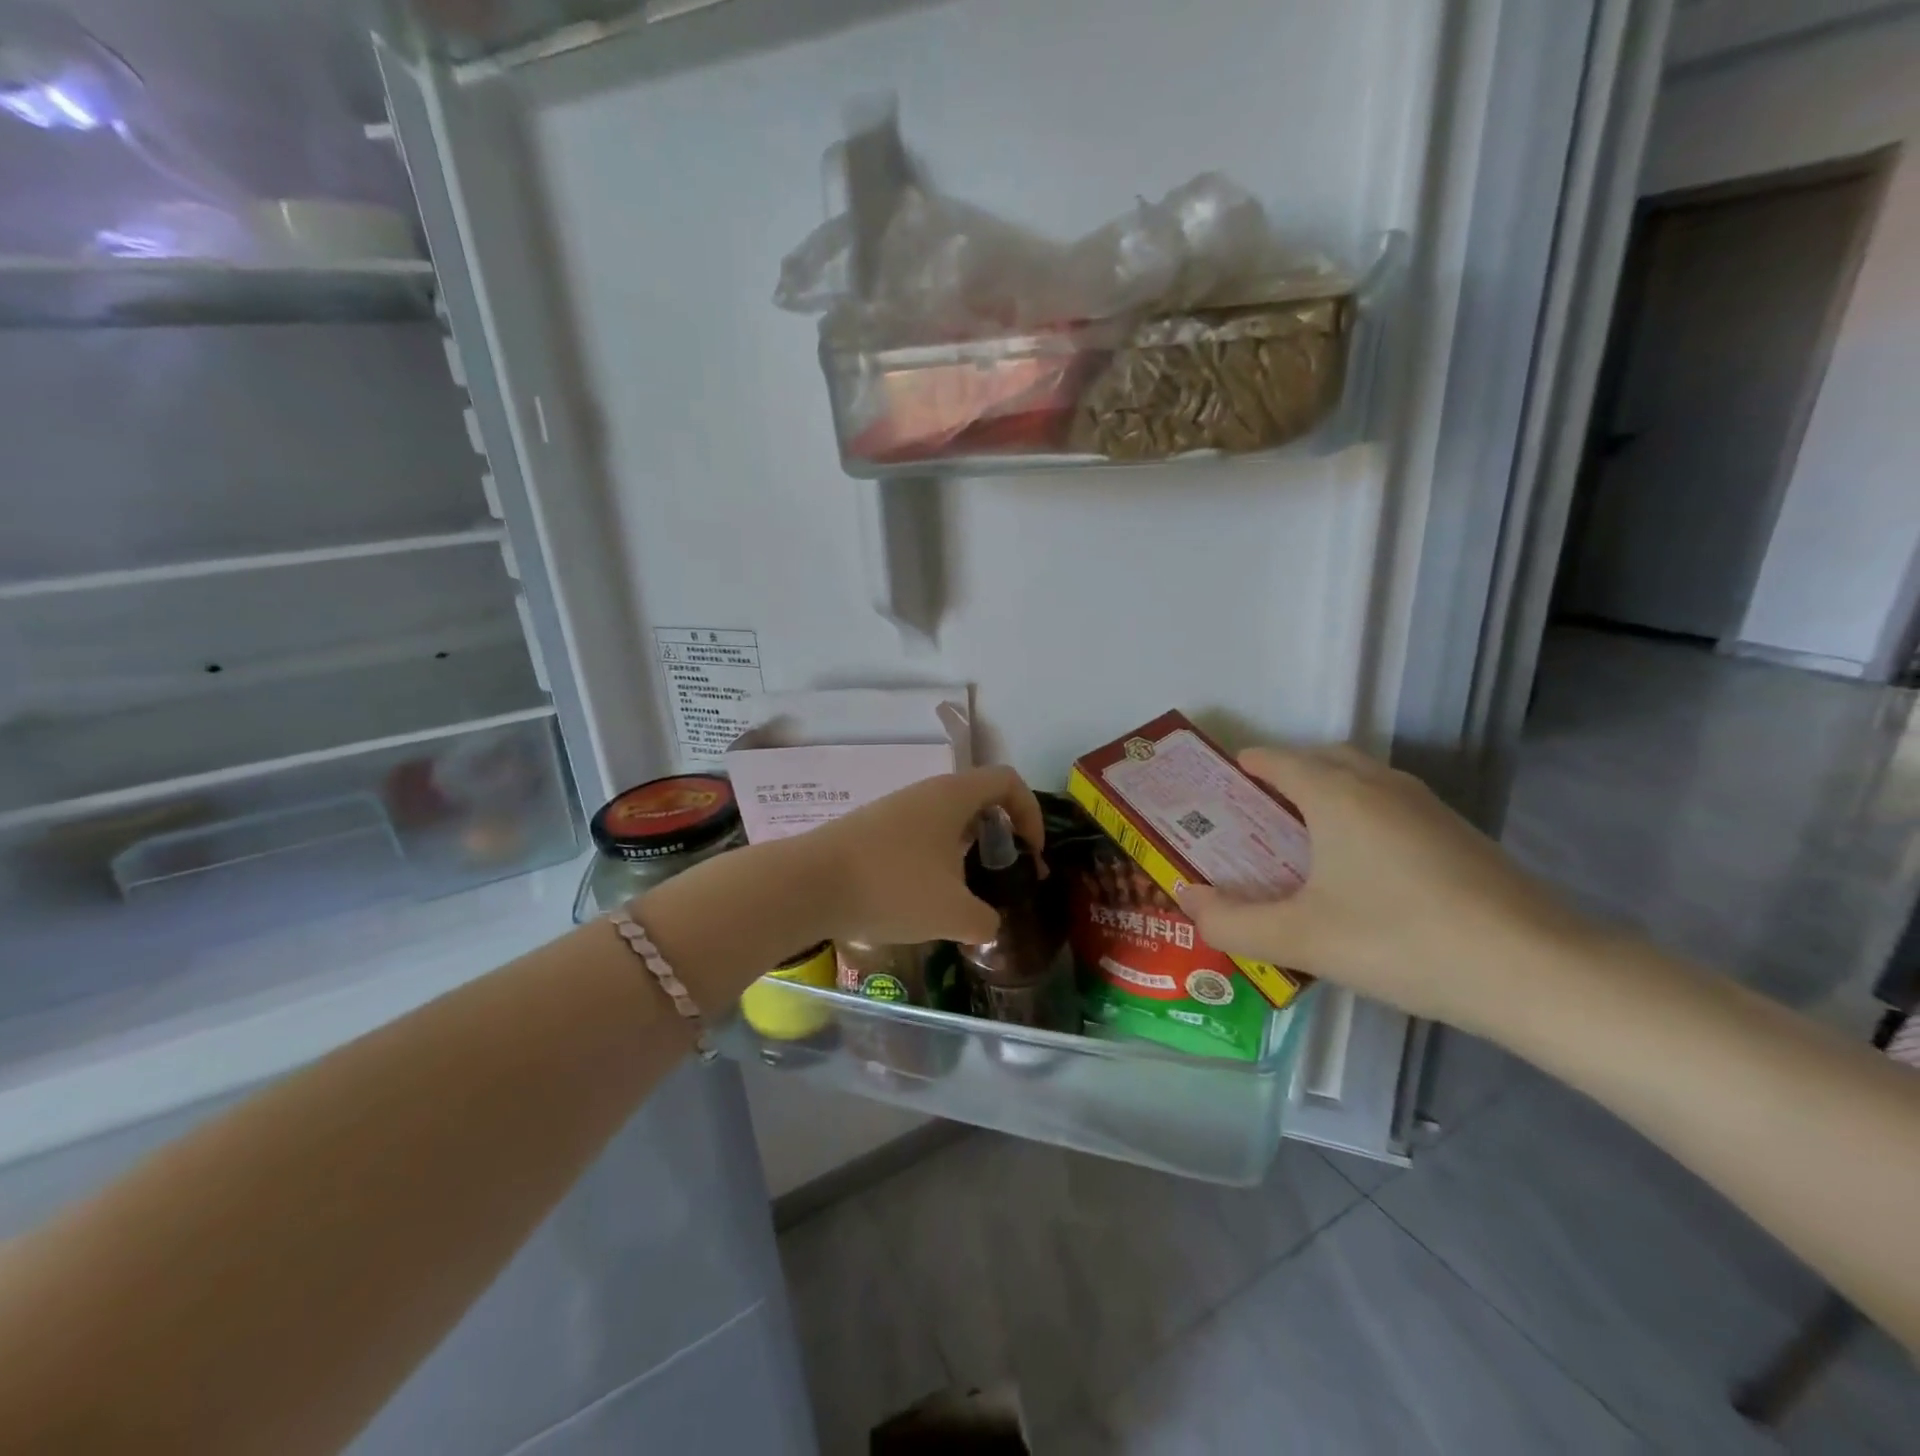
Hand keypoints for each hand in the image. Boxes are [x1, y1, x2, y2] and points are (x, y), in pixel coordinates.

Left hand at [807, 767, 1044, 946]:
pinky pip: (919, 837)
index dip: (1030, 813)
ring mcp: (895, 810)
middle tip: (1003, 877)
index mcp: (953, 796)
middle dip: (1000, 838)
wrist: (807, 885)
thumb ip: (986, 922)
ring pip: (946, 822)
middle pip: (979, 801)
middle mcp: (926, 793)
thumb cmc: (892, 887)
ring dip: (966, 853)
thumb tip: (988, 926)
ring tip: (964, 896)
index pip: (1008, 782)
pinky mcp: (871, 831)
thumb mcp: (953, 914)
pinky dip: (935, 860)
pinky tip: (924, 899)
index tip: (1029, 854)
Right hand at [1177, 745, 1590, 1029]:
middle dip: (1282, 779)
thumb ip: (1232, 921)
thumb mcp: (1301, 939)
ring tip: (1300, 844)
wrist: (1537, 971)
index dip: (1241, 768)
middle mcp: (1380, 784)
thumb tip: (1186, 898)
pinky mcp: (1458, 834)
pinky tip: (1360, 871)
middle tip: (1253, 820)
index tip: (1215, 790)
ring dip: (1325, 797)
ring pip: (1360, 782)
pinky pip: (1389, 807)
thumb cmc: (1401, 940)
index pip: (1276, 760)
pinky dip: (1359, 818)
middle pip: (1320, 761)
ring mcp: (1426, 807)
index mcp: (1336, 794)